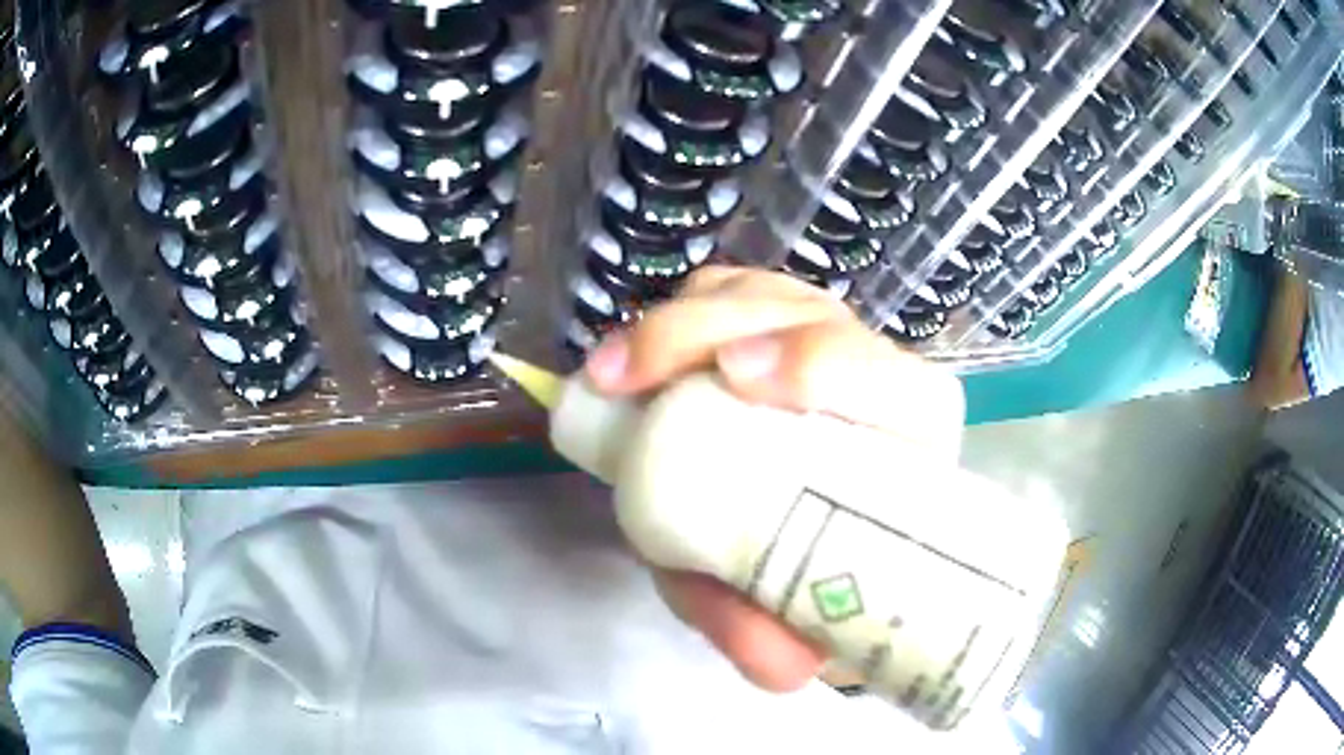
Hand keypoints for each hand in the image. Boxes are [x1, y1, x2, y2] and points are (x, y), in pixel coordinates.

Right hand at [582, 266, 963, 691]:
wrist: (807, 538)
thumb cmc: (812, 571)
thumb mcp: (782, 611)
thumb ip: (771, 634)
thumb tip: (778, 670)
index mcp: (908, 443)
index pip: (896, 385)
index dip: (826, 365)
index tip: (738, 380)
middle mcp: (872, 376)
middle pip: (808, 317)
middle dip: (713, 330)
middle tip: (633, 377)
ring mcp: (820, 340)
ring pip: (758, 296)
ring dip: (682, 322)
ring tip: (612, 371)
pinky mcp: (771, 328)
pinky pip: (725, 295)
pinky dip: (677, 314)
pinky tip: (634, 358)